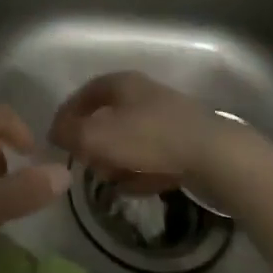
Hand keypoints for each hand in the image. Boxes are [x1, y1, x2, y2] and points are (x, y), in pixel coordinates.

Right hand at [49, 71, 263, 206]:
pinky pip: (154, 157)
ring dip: (116, 159)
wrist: (218, 158)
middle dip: (92, 141)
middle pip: (109, 116)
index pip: (85, 92)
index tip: (56, 138)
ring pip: (131, 138)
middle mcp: (146, 95)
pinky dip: (140, 171)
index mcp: (123, 83)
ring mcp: (170, 120)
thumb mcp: (97, 137)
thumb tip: (55, 133)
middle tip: (82, 161)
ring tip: (107, 180)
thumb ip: (70, 134)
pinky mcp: (188, 145)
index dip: (67, 114)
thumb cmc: (149, 138)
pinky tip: (134, 188)